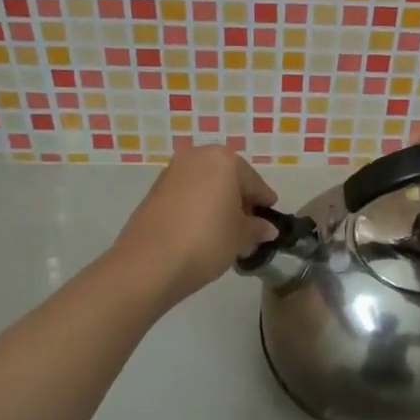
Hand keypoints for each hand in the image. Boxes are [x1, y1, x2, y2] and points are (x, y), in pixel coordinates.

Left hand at [117, 146, 277, 305]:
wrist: (149, 263)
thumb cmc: (206, 241)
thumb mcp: (241, 237)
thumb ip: (257, 228)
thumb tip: (267, 228)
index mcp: (224, 160)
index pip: (254, 182)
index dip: (264, 203)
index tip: (269, 220)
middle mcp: (197, 157)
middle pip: (228, 178)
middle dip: (239, 200)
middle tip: (246, 227)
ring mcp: (172, 172)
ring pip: (205, 185)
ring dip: (217, 203)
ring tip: (223, 232)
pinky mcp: (154, 190)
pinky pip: (186, 194)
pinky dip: (197, 207)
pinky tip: (201, 231)